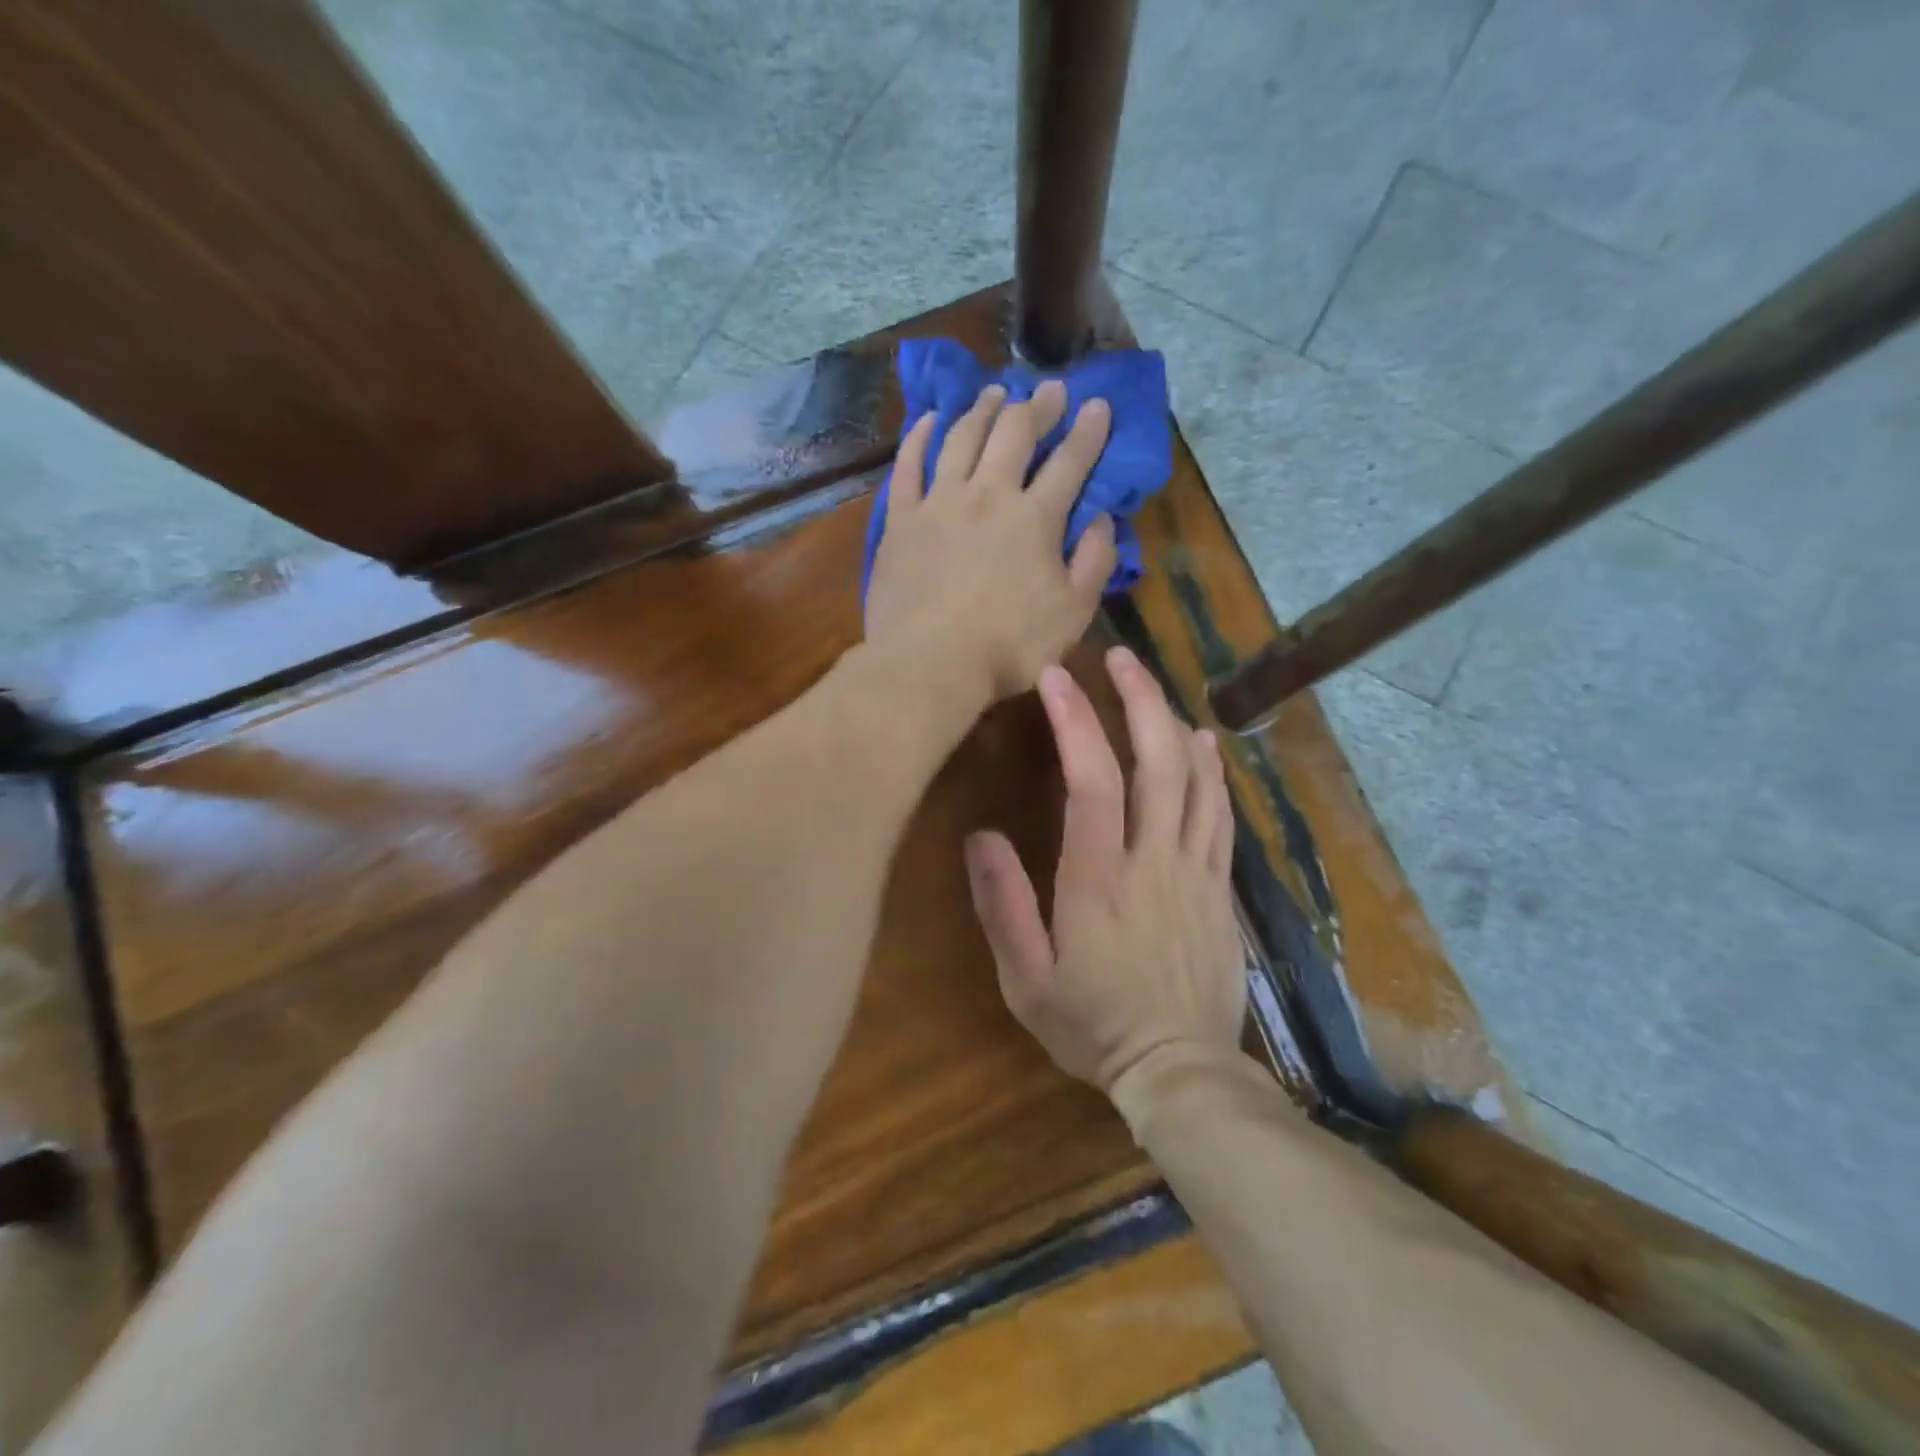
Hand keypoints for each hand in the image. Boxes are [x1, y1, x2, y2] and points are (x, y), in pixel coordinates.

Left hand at [865, 380, 1117, 706]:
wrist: (930, 664)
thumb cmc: (1009, 647)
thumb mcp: (1073, 613)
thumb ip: (1094, 563)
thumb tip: (1101, 519)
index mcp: (1035, 518)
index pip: (1070, 463)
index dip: (1088, 432)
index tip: (1098, 405)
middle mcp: (988, 495)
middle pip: (1014, 435)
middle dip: (1037, 406)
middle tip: (1049, 388)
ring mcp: (939, 503)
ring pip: (962, 438)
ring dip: (982, 410)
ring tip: (995, 392)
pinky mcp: (900, 520)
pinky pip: (908, 466)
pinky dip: (920, 437)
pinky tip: (929, 420)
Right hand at [965, 645, 1245, 1093]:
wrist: (1180, 1070)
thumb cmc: (1092, 1026)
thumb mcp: (1025, 982)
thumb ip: (1003, 908)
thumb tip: (981, 838)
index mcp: (1099, 882)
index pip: (1093, 783)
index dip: (1076, 722)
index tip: (1057, 678)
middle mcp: (1154, 863)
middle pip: (1157, 762)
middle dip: (1138, 700)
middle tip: (1118, 657)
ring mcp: (1196, 872)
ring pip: (1196, 779)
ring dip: (1174, 721)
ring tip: (1152, 683)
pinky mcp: (1220, 886)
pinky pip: (1220, 814)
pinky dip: (1212, 770)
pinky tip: (1203, 742)